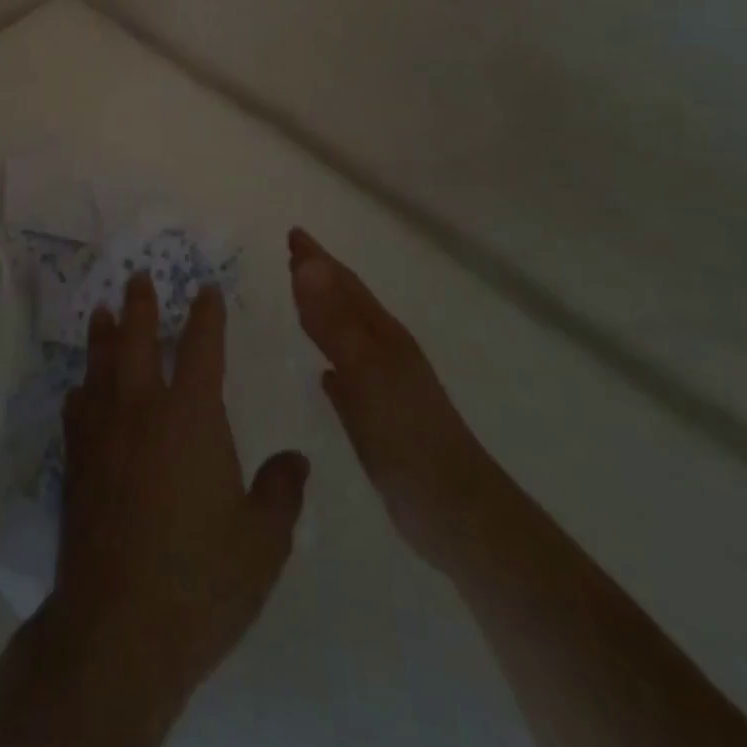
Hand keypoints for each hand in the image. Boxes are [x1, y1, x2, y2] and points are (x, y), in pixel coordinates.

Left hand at [53, 272, 310, 710]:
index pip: (201, 347)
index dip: (206, 314)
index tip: (206, 289)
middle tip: (138, 276)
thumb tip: (296, 459)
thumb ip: (281, 492)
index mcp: (191, 416)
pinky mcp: (75, 461)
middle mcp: (142, 409)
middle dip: (141, 305)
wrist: (119, 625)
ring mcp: (102, 432)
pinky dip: (82, 389)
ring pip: (101, 365)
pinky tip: (80, 389)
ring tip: (103, 312)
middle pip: (139, 340)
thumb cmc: (200, 579)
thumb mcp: (262, 543)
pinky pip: (76, 407)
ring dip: (104, 335)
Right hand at [287, 227, 503, 568]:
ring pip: (346, 337)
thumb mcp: (367, 371)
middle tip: (291, 254)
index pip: (343, 285)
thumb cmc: (409, 436)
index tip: (293, 234)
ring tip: (299, 299)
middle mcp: (384, 354)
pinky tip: (325, 374)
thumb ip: (334, 321)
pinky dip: (333, 363)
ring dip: (323, 314)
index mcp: (383, 337)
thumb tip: (307, 263)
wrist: (456, 513)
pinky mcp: (379, 421)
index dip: (317, 259)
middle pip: (346, 305)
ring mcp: (384, 388)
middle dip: (319, 278)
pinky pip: (347, 378)